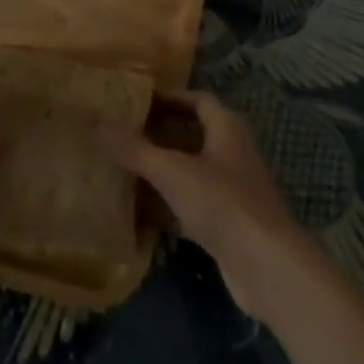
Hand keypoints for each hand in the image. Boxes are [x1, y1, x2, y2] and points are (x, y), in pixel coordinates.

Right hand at [104, 91, 310, 316]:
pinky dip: (167, 205)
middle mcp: (231, 151)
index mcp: (226, 127)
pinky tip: (138, 212)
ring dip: (160, 171)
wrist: (265, 265)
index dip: (167, 98)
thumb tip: (98, 124)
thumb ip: (135, 150)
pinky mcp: (226, 223)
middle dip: (158, 135)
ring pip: (189, 171)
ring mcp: (230, 189)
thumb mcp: (173, 171)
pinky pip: (190, 204)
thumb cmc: (222, 202)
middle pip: (191, 134)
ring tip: (122, 169)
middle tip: (120, 135)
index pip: (196, 100)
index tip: (134, 102)